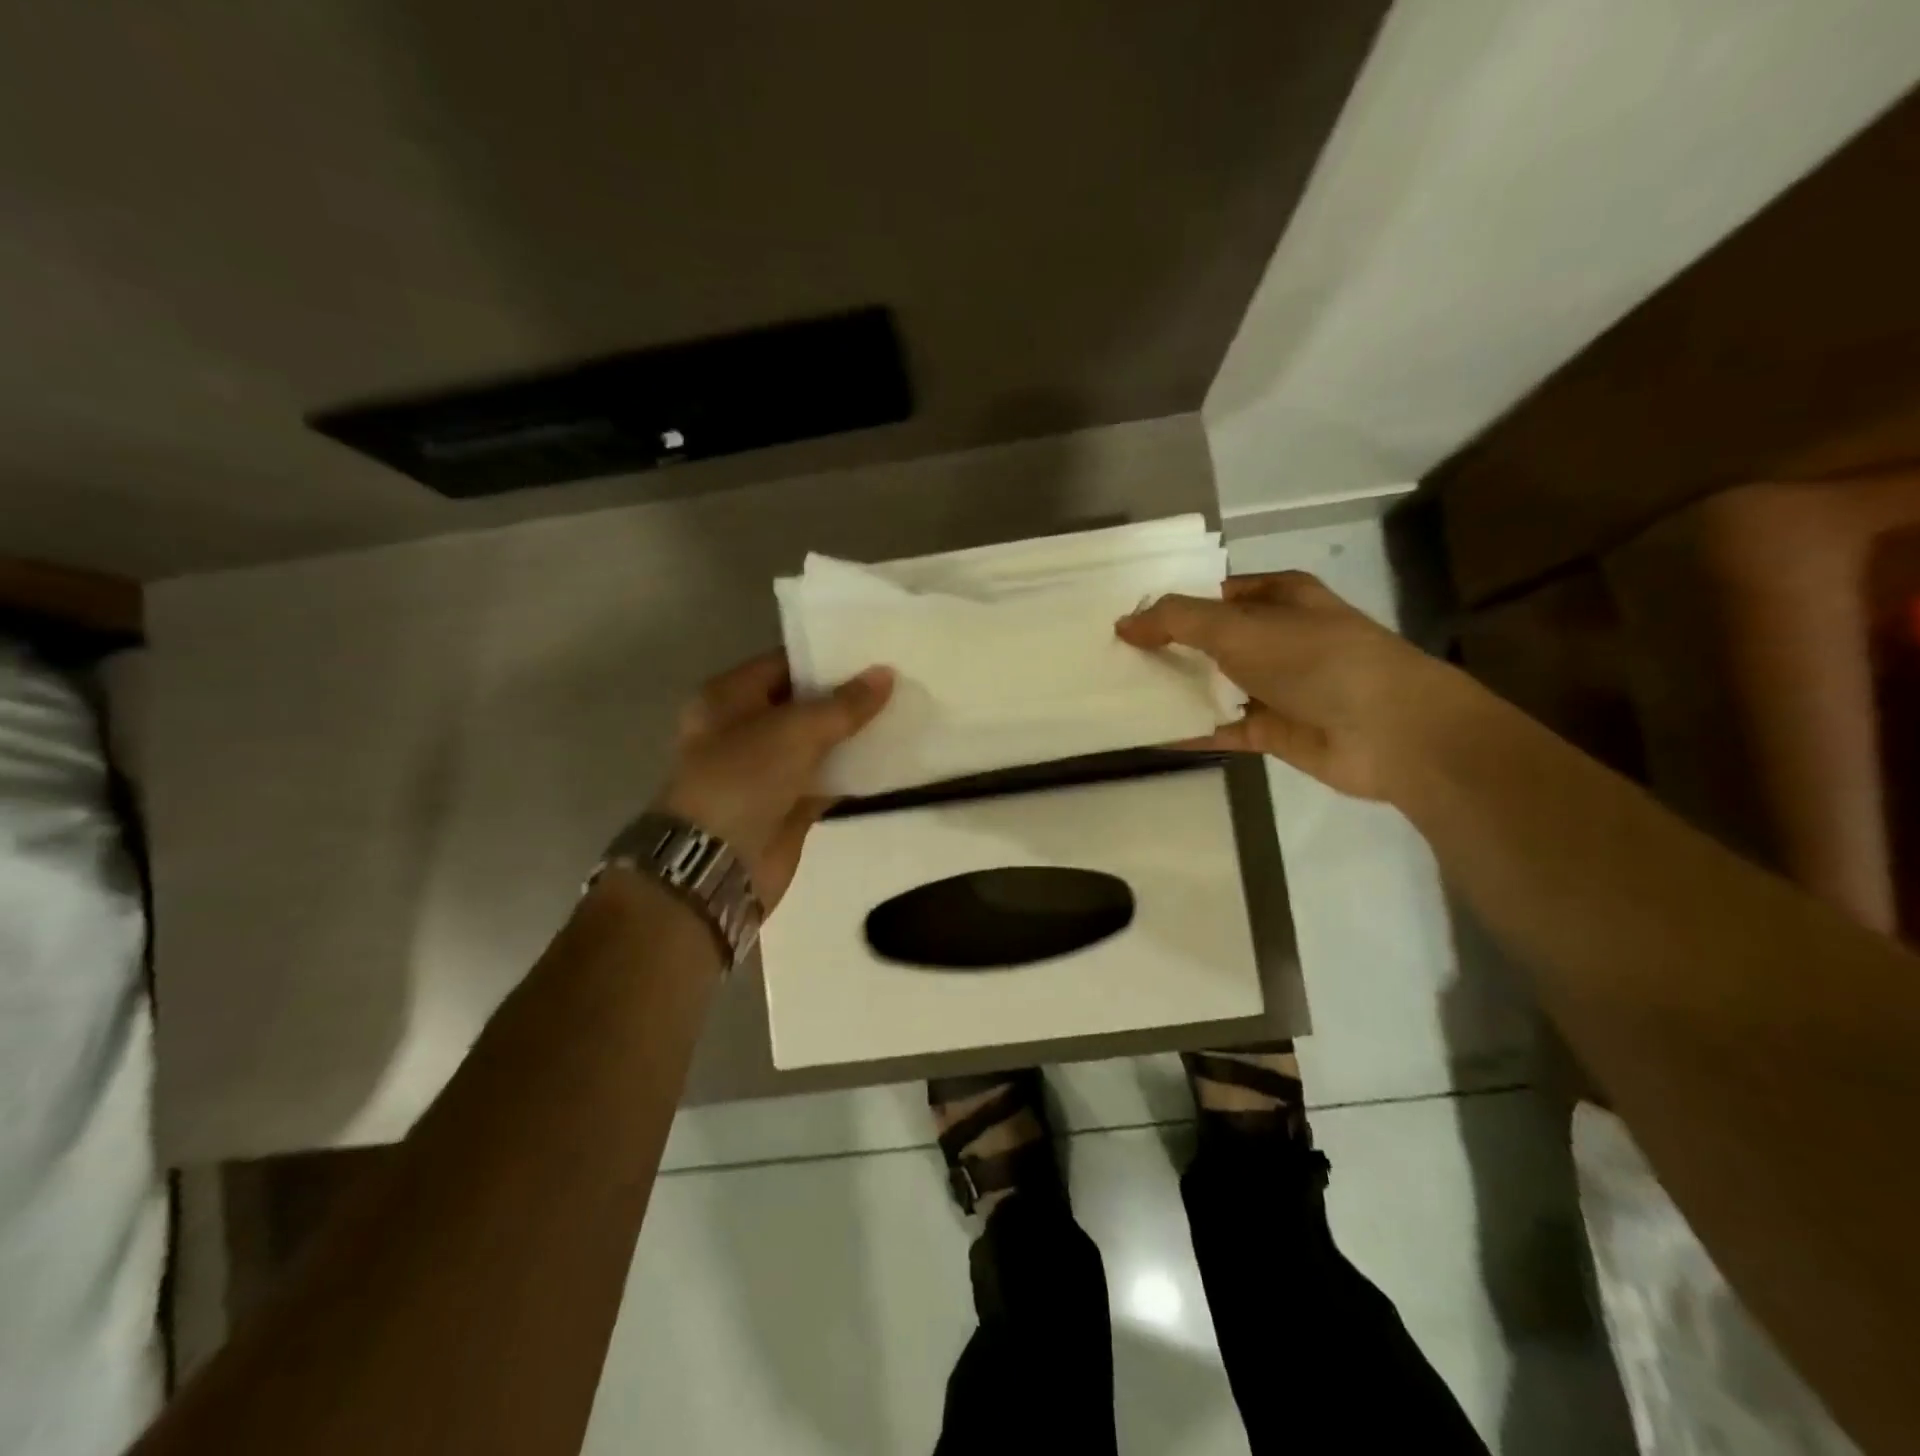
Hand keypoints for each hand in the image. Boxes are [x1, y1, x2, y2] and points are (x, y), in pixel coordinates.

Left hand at [654, 652, 893, 907]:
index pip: (784, 664)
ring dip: (853, 734)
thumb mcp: (796, 730)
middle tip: (896, 680)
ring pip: (818, 743)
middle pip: (803, 704)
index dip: (826, 658)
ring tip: (902, 712)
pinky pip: (826, 778)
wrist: (718, 863)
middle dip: (846, 696)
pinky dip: (852, 771)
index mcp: (729, 698)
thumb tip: (886, 674)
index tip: (872, 652)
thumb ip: (845, 704)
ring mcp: (766, 769)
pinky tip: (890, 756)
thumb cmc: (745, 779)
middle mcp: (744, 729)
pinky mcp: (787, 804)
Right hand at [1115, 571, 1470, 801]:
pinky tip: (1145, 734)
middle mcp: (1276, 638)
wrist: (1389, 731)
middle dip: (1165, 649)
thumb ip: (1177, 621)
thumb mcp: (1239, 627)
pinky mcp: (1272, 729)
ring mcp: (1275, 686)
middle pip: (1208, 641)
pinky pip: (1219, 727)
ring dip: (1173, 691)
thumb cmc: (1316, 660)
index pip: (1212, 594)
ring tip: (1116, 695)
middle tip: (1110, 658)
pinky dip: (1188, 731)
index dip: (1171, 603)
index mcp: (1278, 598)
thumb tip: (1124, 624)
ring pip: (1212, 685)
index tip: (1123, 618)